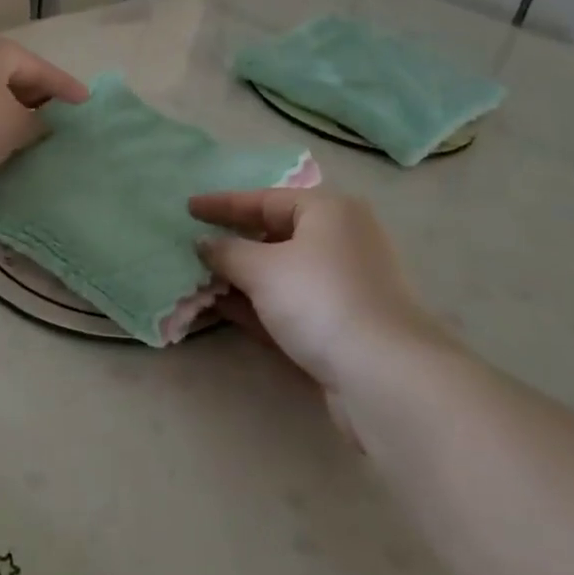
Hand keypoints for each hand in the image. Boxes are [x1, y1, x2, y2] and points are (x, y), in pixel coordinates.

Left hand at [0, 36, 87, 198]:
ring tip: (34, 144)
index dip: (68, 90)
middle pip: (16, 80)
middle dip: (39, 105)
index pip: (43, 70)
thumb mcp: (14, 127)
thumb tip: (42, 125)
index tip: (88, 106)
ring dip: (12, 120)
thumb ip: (38, 125)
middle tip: (63, 128)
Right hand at [189, 190, 452, 395]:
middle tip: (194, 245)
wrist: (385, 375)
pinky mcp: (343, 325)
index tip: (188, 208)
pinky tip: (223, 310)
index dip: (223, 204)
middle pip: (276, 234)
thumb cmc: (320, 299)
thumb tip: (205, 244)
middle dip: (233, 243)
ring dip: (242, 278)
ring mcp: (345, 285)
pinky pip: (291, 304)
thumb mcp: (263, 268)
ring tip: (199, 280)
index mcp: (329, 212)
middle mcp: (341, 241)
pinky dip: (258, 305)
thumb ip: (227, 252)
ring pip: (282, 273)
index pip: (265, 199)